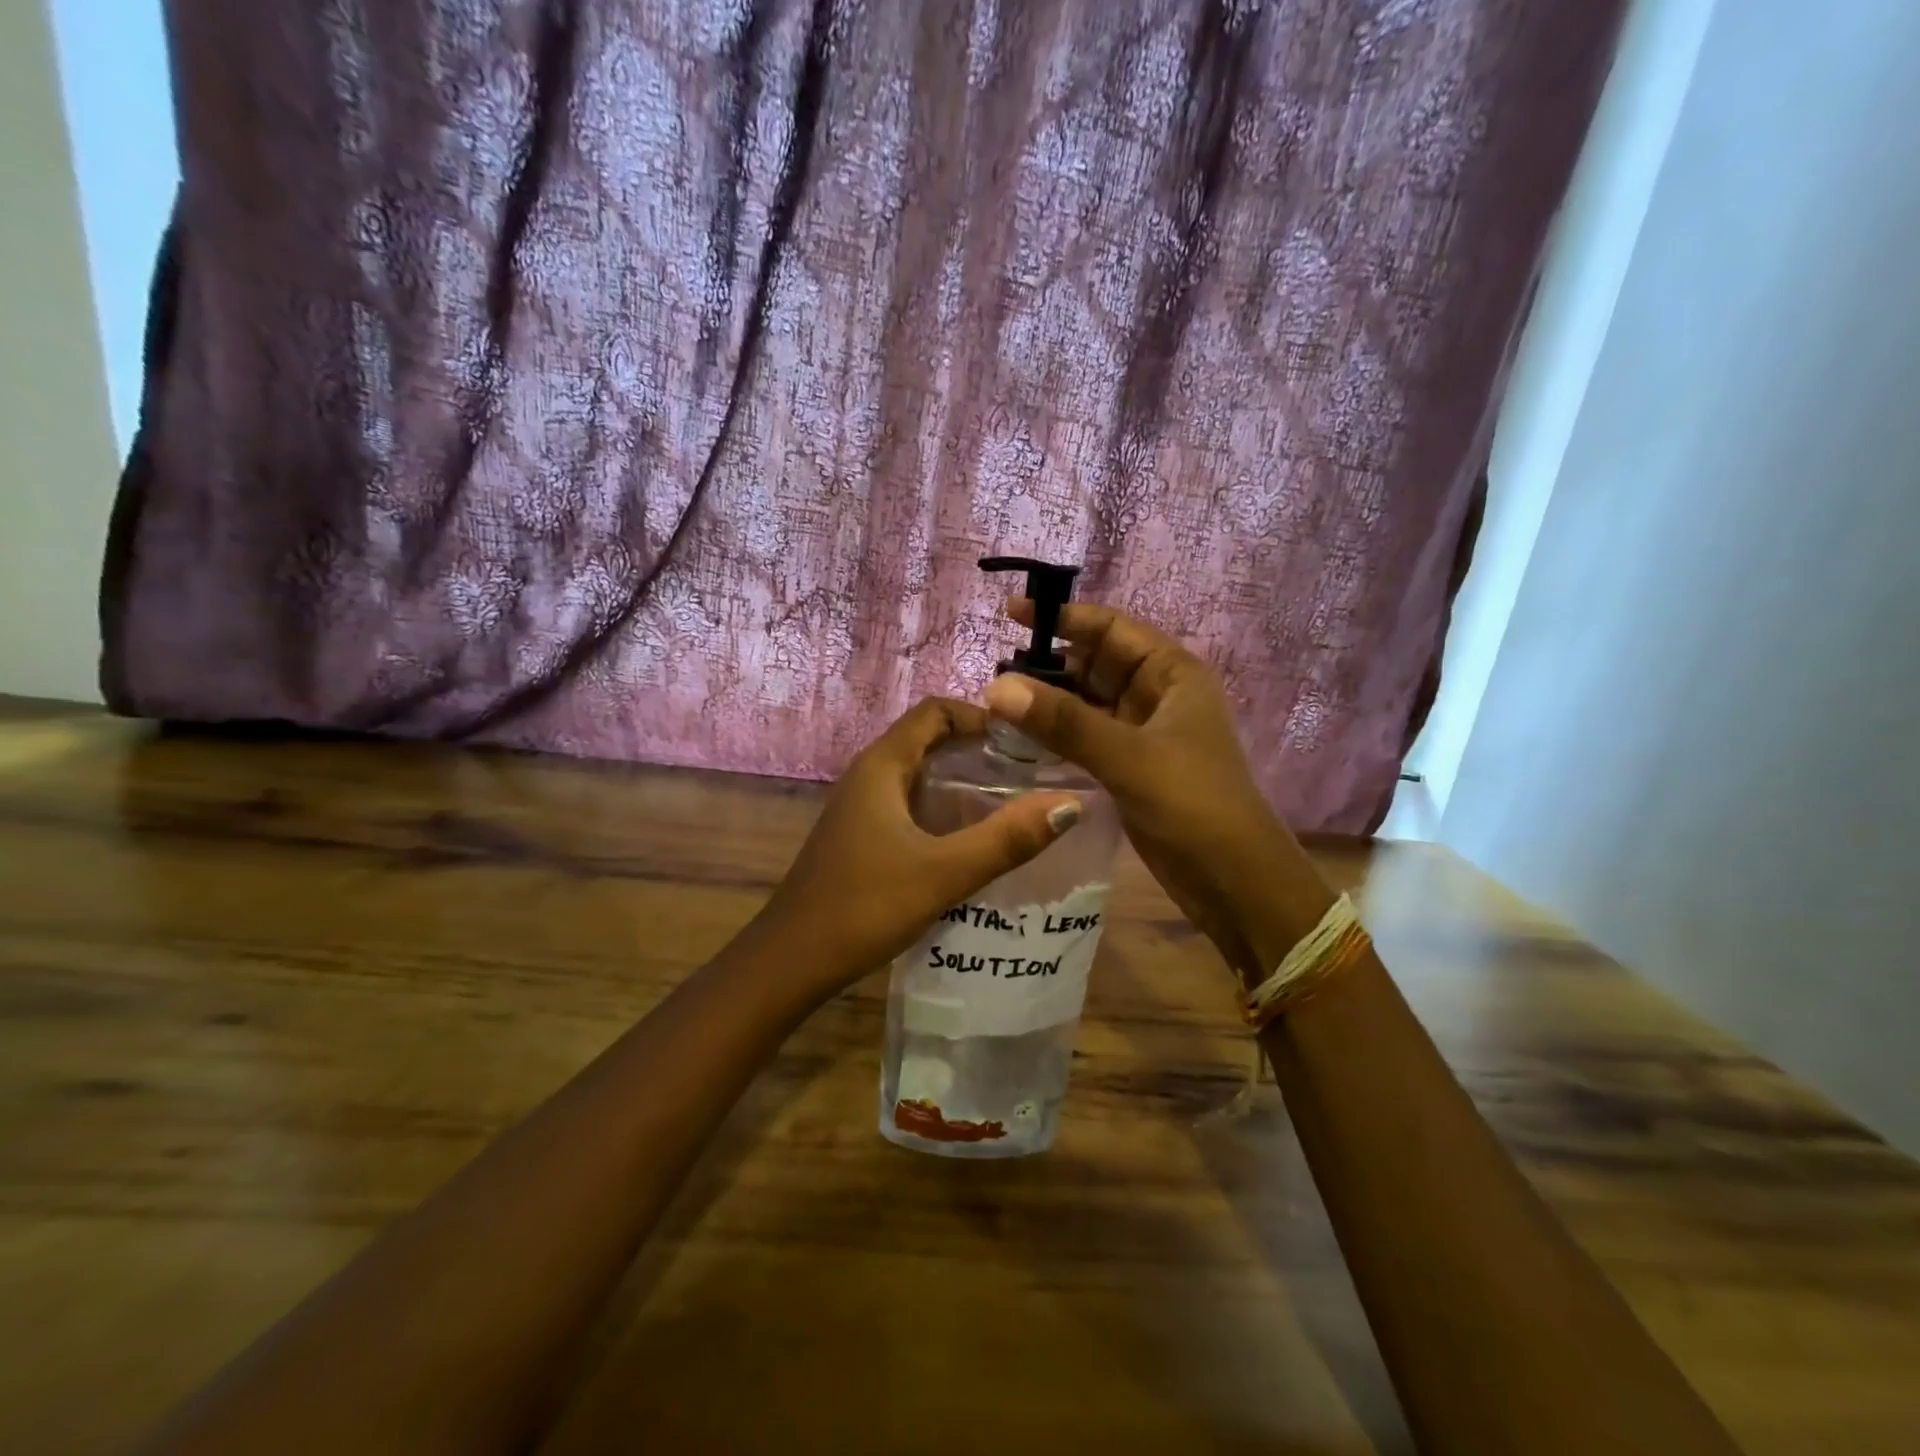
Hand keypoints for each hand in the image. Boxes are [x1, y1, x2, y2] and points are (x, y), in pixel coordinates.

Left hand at [747, 698, 1080, 997]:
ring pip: (920, 775)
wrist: (792, 961)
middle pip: (929, 739)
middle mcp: (869, 776)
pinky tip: (972, 840)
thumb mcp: (943, 873)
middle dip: (979, 748)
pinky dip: (944, 808)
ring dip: (963, 780)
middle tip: (1031, 772)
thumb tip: (1070, 804)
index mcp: (882, 766)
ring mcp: (862, 807)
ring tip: (1014, 802)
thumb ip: (1006, 839)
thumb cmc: (864, 907)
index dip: (981, 715)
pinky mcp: (862, 836)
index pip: (935, 711)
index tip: (1027, 740)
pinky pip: (910, 804)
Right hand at [984, 601, 1331, 979]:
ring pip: (1088, 703)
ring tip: (998, 701)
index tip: (1012, 614)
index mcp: (1173, 674)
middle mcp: (1159, 696)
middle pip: (1097, 664)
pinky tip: (1021, 737)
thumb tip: (996, 687)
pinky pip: (1087, 737)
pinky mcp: (1131, 768)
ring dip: (1050, 700)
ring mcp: (1144, 734)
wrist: (1233, 881)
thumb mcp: (1129, 756)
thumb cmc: (1194, 804)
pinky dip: (1058, 734)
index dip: (1065, 617)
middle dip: (1050, 662)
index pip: (1113, 629)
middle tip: (994, 669)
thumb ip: (1064, 722)